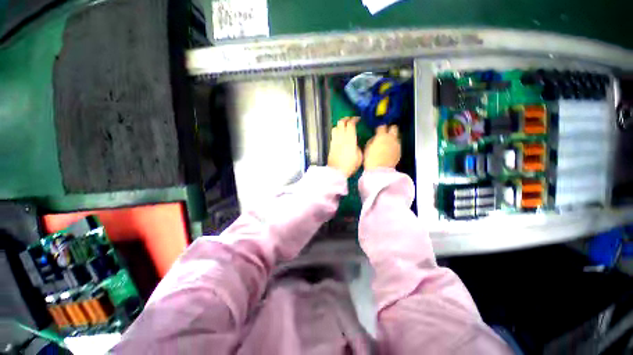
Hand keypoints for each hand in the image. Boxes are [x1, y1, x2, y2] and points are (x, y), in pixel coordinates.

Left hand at [328, 117, 362, 177]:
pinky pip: (333, 134)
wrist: (336, 171)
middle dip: (346, 118)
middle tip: (350, 119)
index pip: (351, 124)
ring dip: (340, 124)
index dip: (354, 119)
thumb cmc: (350, 165)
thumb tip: (356, 144)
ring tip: (344, 126)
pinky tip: (339, 135)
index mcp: (350, 139)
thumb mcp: (359, 157)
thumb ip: (358, 148)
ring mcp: (334, 140)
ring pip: (335, 127)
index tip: (358, 119)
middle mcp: (341, 137)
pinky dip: (336, 131)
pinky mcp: (331, 145)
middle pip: (341, 122)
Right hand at [364, 125, 400, 169]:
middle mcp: (391, 138)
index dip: (379, 127)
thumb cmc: (371, 159)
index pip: (382, 126)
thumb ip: (372, 140)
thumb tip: (375, 138)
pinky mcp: (399, 152)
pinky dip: (394, 146)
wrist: (379, 171)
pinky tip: (389, 151)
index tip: (377, 130)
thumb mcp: (367, 148)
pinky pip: (397, 145)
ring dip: (392, 138)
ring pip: (397, 137)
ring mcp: (397, 145)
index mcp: (382, 136)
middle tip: (385, 133)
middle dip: (390, 129)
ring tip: (386, 144)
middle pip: (394, 128)